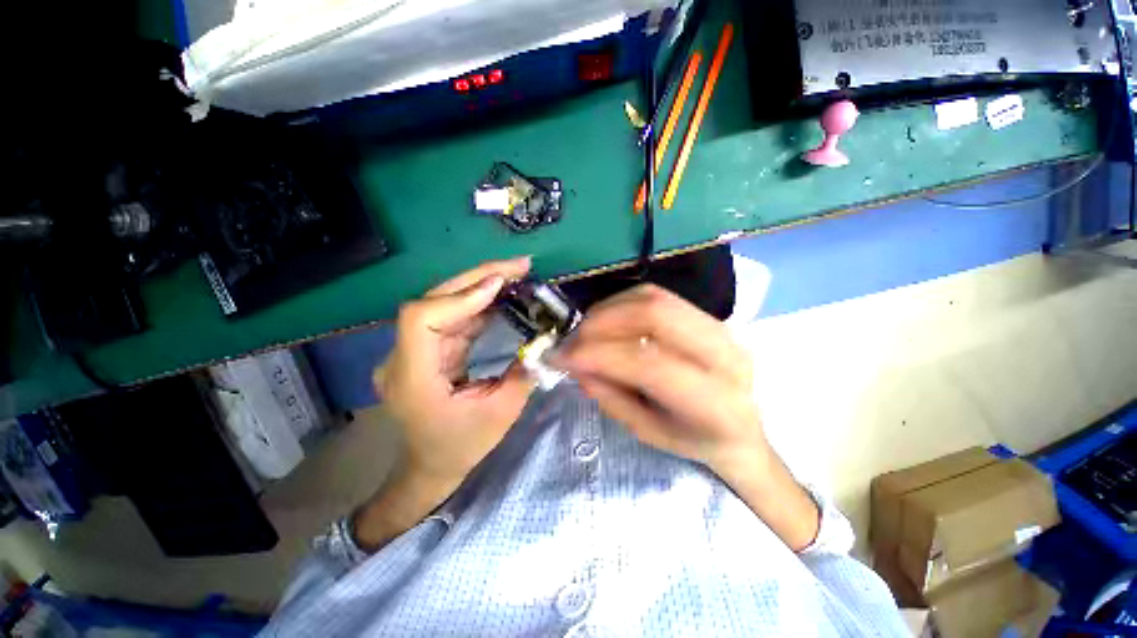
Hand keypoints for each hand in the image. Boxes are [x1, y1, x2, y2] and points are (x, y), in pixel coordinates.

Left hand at [375, 257, 534, 488]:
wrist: (431, 464)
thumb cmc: (462, 445)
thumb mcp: (501, 413)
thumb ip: (524, 372)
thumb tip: (545, 337)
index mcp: (413, 378)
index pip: (420, 319)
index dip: (459, 297)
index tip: (499, 285)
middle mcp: (404, 357)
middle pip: (433, 301)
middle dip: (478, 278)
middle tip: (519, 266)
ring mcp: (414, 350)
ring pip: (445, 303)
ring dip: (482, 286)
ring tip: (517, 275)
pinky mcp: (429, 348)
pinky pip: (454, 317)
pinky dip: (480, 303)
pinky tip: (504, 295)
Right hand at [557, 284, 819, 550]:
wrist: (741, 430)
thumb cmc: (693, 441)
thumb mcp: (646, 431)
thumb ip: (610, 396)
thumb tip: (575, 363)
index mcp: (714, 401)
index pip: (647, 363)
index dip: (598, 354)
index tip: (560, 357)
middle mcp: (724, 354)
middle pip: (654, 314)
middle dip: (601, 322)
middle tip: (571, 340)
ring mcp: (720, 327)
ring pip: (654, 297)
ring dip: (608, 309)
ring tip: (585, 330)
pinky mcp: (707, 315)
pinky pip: (657, 295)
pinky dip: (622, 303)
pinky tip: (607, 321)